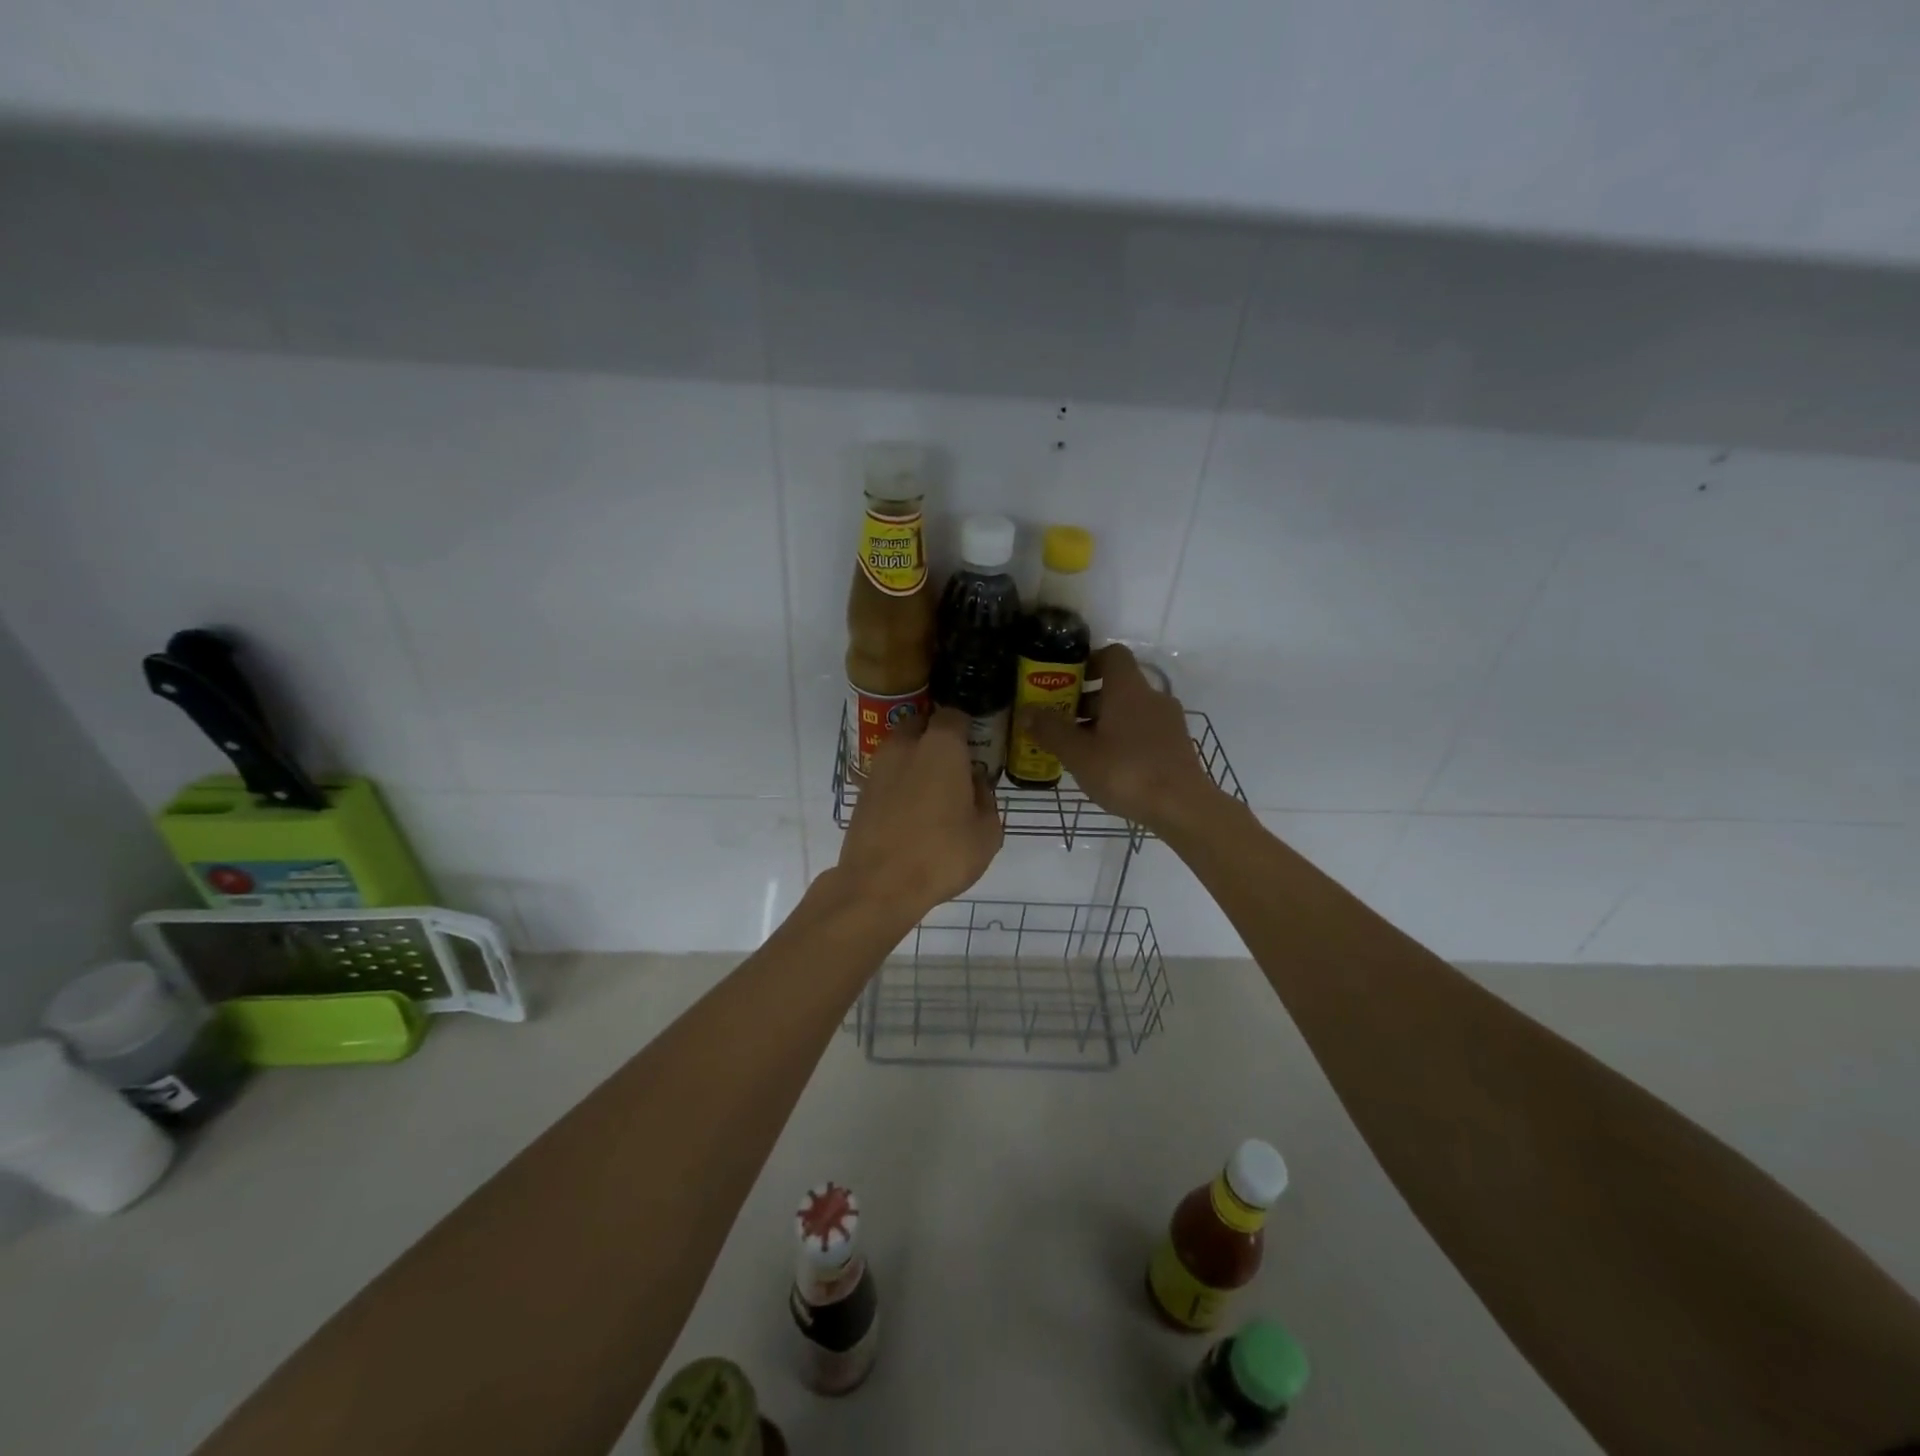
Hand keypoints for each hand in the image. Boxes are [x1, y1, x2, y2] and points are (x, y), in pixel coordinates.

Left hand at [837, 708, 1003, 919]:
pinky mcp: (862, 792)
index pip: (954, 714)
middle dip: (937, 737)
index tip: (976, 743)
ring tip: (932, 789)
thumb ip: (986, 800)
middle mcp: (906, 746)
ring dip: (916, 759)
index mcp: (941, 746)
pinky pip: (887, 775)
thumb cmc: (942, 854)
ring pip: (901, 749)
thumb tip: (976, 784)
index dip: (967, 726)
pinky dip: (899, 783)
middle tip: (954, 764)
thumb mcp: (987, 833)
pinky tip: (911, 810)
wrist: (878, 885)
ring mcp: (878, 767)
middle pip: (922, 725)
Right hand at [1018, 644, 1219, 833]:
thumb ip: (1051, 730)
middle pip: (1117, 687)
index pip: (1112, 654)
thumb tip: (1025, 711)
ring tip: (1080, 750)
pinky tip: (1108, 767)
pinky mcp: (1176, 746)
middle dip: (1087, 700)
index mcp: (1128, 689)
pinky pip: (1143, 732)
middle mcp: (1151, 697)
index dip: (1088, 662)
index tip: (1066, 682)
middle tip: (1061, 722)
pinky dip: (1123, 740)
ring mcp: (1168, 722)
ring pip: (1130, 711)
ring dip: (1104, 723)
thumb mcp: (1079, 754)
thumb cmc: (1126, 772)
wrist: (1183, 807)